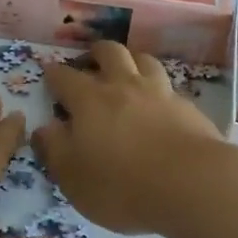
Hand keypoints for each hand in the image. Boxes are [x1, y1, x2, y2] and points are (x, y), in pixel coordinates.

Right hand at [34, 41, 230, 234]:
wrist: (194, 184)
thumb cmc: (122, 185)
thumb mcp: (73, 177)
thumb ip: (54, 149)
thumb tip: (44, 127)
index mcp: (89, 100)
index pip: (65, 77)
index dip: (53, 73)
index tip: (48, 72)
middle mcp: (124, 86)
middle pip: (109, 52)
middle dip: (96, 53)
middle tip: (89, 62)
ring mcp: (159, 93)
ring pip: (143, 60)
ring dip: (131, 60)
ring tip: (127, 71)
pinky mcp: (188, 107)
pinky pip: (168, 86)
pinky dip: (158, 89)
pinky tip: (159, 103)